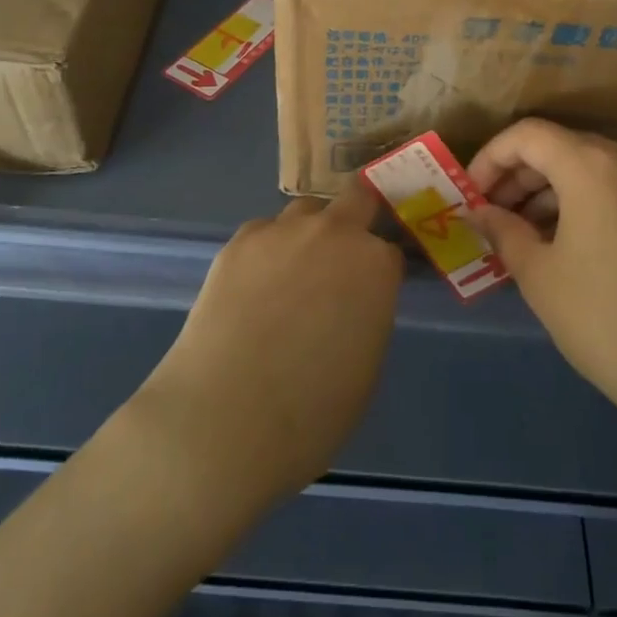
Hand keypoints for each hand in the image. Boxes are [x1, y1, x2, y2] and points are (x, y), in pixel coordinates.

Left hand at [135, 182, 402, 506]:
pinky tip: (252, 288)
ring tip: (290, 276)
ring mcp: (283, 232)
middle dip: (356, 218)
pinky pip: (263, 233)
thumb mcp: (366, 366)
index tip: (370, 290)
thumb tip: (353, 304)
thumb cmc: (312, 412)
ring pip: (305, 211)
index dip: (380, 270)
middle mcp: (334, 234)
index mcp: (375, 266)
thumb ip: (367, 315)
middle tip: (340, 259)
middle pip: (356, 199)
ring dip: (308, 233)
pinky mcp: (239, 241)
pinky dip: (266, 251)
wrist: (226, 417)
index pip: (390, 250)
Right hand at [468, 119, 616, 445]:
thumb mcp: (540, 276)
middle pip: (557, 147)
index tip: (470, 197)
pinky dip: (577, 203)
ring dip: (545, 192)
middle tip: (489, 219)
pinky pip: (611, 189)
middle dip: (516, 177)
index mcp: (591, 165)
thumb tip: (480, 213)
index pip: (527, 135)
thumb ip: (503, 232)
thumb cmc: (608, 320)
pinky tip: (560, 245)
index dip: (490, 159)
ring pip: (585, 168)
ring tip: (519, 237)